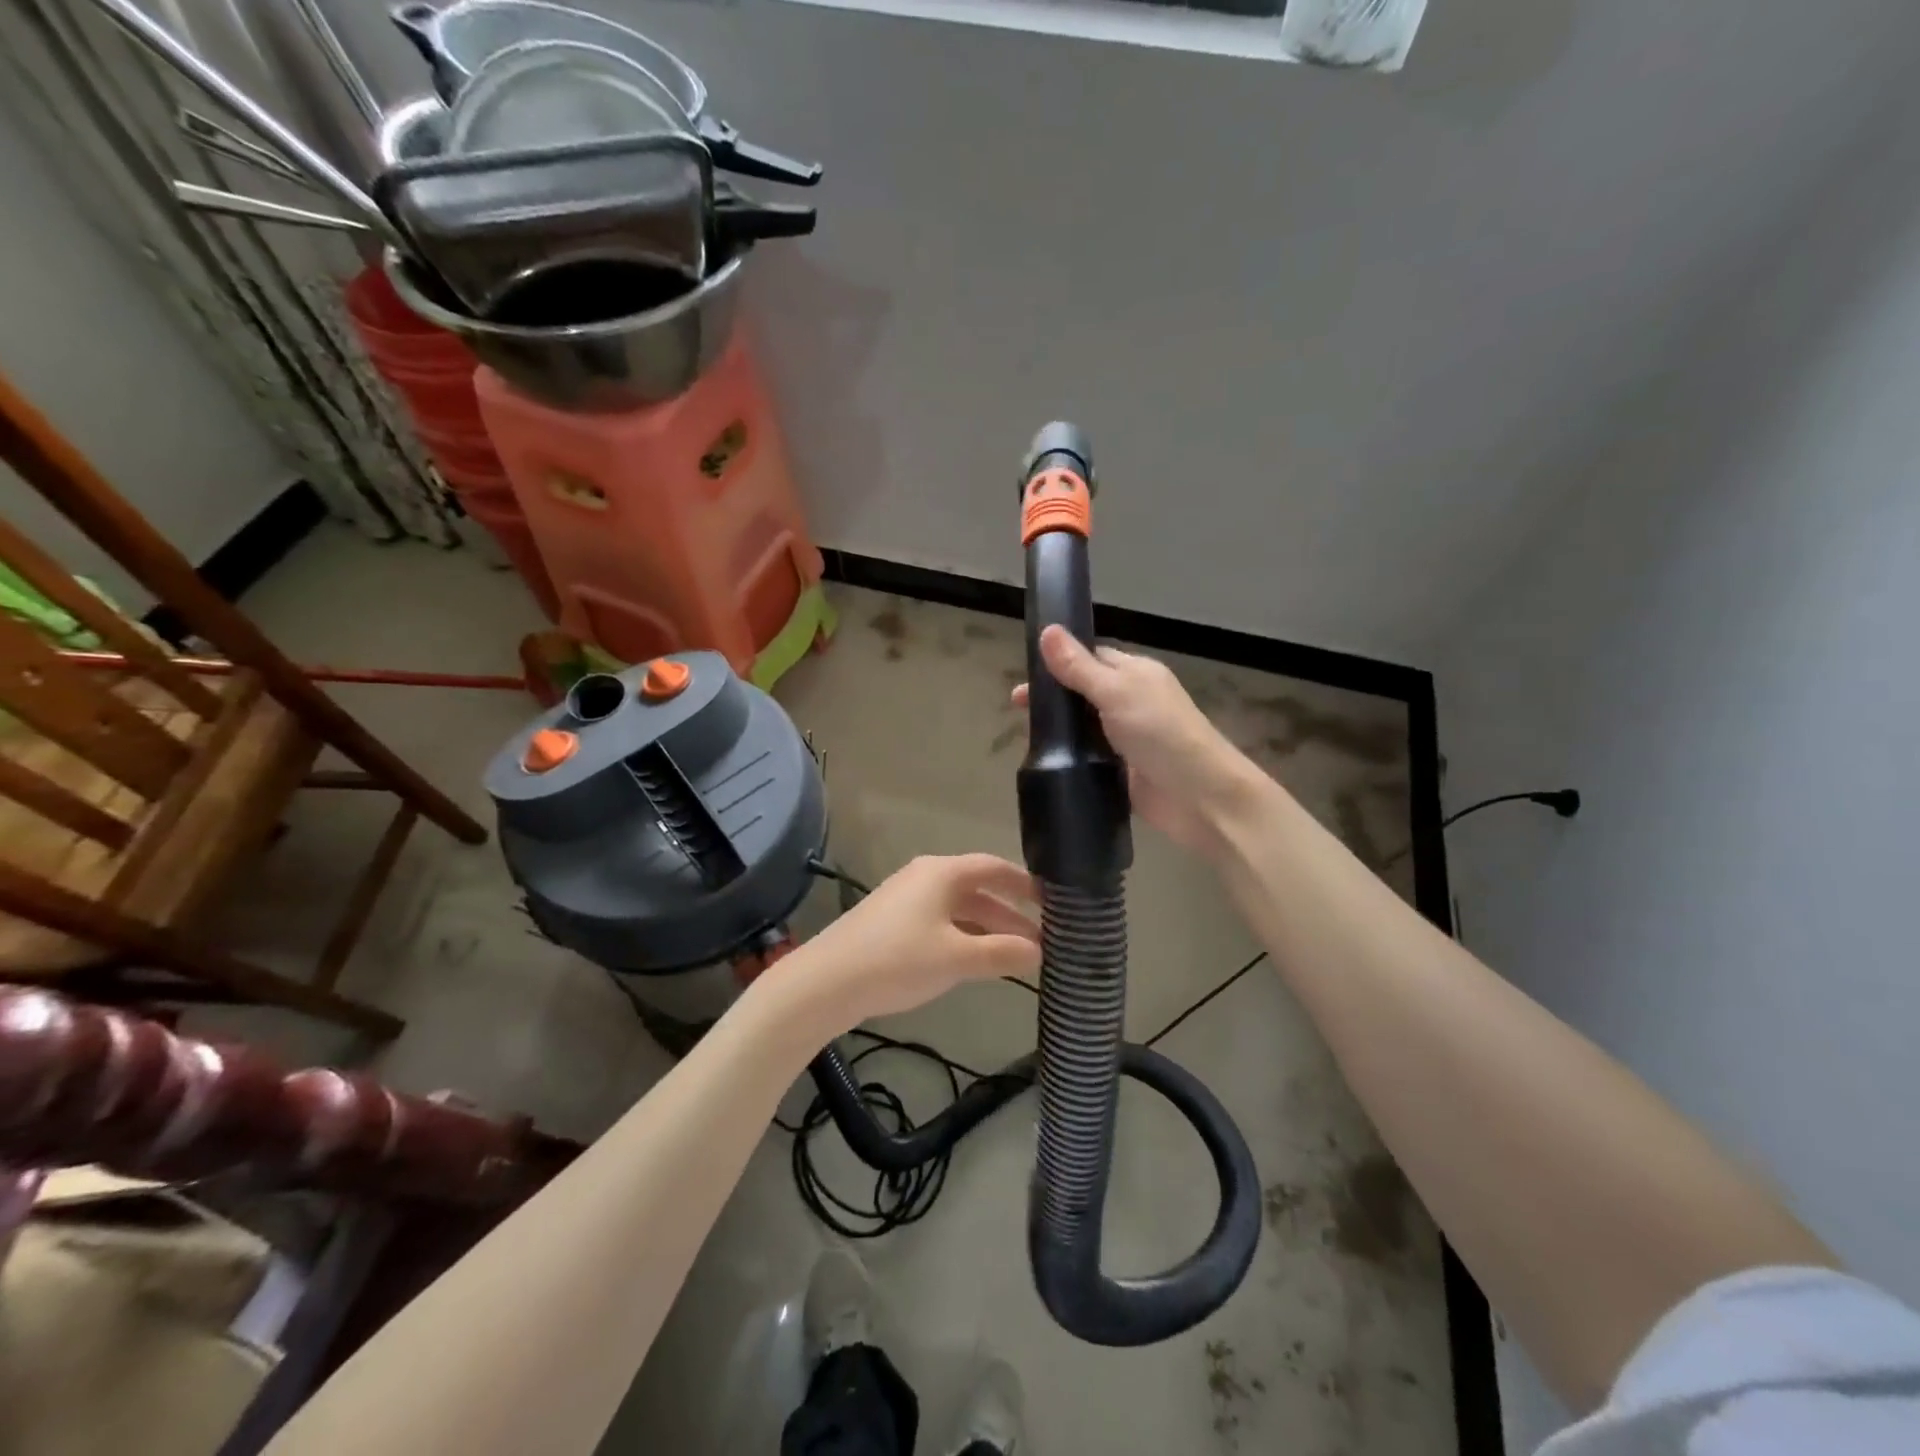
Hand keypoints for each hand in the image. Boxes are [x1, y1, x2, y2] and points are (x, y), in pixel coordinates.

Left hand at [783, 855, 1040, 1032]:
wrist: (827, 982)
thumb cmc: (897, 960)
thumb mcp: (957, 958)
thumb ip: (1002, 953)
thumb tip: (1039, 952)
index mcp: (942, 873)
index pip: (995, 868)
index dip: (1026, 884)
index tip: (1055, 903)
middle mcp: (926, 878)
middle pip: (979, 890)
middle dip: (1011, 915)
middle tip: (1044, 940)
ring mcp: (907, 900)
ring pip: (960, 910)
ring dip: (989, 930)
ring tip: (1018, 957)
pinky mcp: (893, 924)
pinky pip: (941, 923)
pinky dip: (965, 938)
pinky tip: (977, 964)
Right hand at [1012, 626, 1255, 854]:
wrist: (1200, 797)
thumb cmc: (1161, 734)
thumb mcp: (1117, 693)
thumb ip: (1079, 667)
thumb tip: (1047, 631)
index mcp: (1135, 674)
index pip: (1091, 657)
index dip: (1058, 661)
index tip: (1025, 674)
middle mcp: (1131, 701)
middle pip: (1083, 692)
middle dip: (1053, 697)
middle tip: (1017, 708)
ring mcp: (1126, 738)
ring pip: (1084, 726)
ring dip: (1059, 729)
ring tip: (1024, 736)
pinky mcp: (1121, 771)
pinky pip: (1089, 757)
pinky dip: (1070, 757)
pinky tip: (1046, 761)